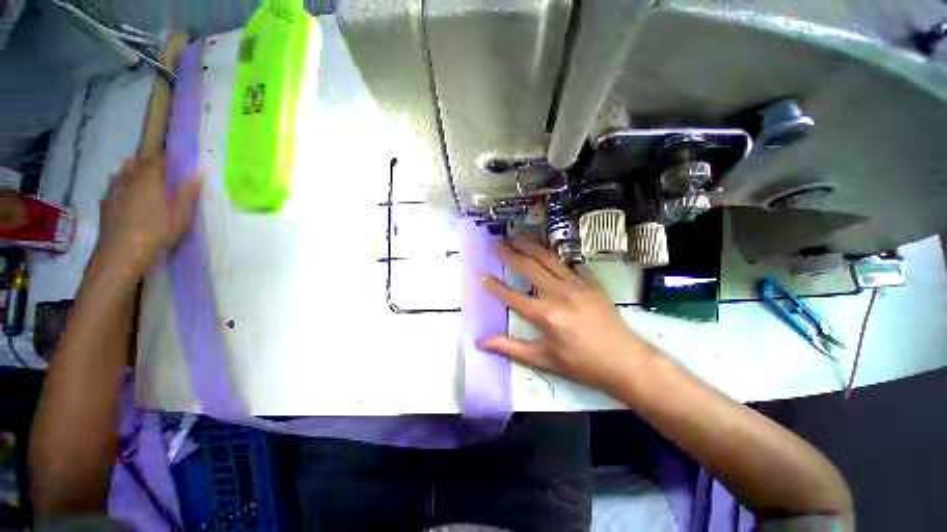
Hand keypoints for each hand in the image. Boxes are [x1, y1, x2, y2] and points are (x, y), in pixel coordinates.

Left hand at [95, 157, 199, 280]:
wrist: (121, 254)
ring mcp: (114, 191)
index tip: (176, 160)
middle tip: (160, 168)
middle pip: (138, 163)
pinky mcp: (106, 203)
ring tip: (141, 175)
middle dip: (149, 162)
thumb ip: (187, 194)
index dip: (167, 157)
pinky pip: (113, 186)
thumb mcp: (181, 217)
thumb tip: (197, 173)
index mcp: (150, 180)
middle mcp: (130, 180)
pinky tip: (124, 192)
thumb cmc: (156, 234)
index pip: (158, 160)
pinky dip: (120, 184)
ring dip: (133, 170)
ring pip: (123, 172)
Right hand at [480, 237, 654, 393]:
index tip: (482, 275)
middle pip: (529, 267)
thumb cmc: (581, 363)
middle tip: (497, 245)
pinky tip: (548, 249)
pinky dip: (556, 254)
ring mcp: (576, 284)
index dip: (494, 286)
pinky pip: (570, 262)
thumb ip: (510, 348)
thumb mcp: (543, 359)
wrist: (624, 360)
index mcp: (544, 315)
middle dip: (510, 254)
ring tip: (516, 238)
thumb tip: (481, 343)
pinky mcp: (590, 282)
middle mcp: (558, 293)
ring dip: (530, 246)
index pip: (511, 296)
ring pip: (548, 258)